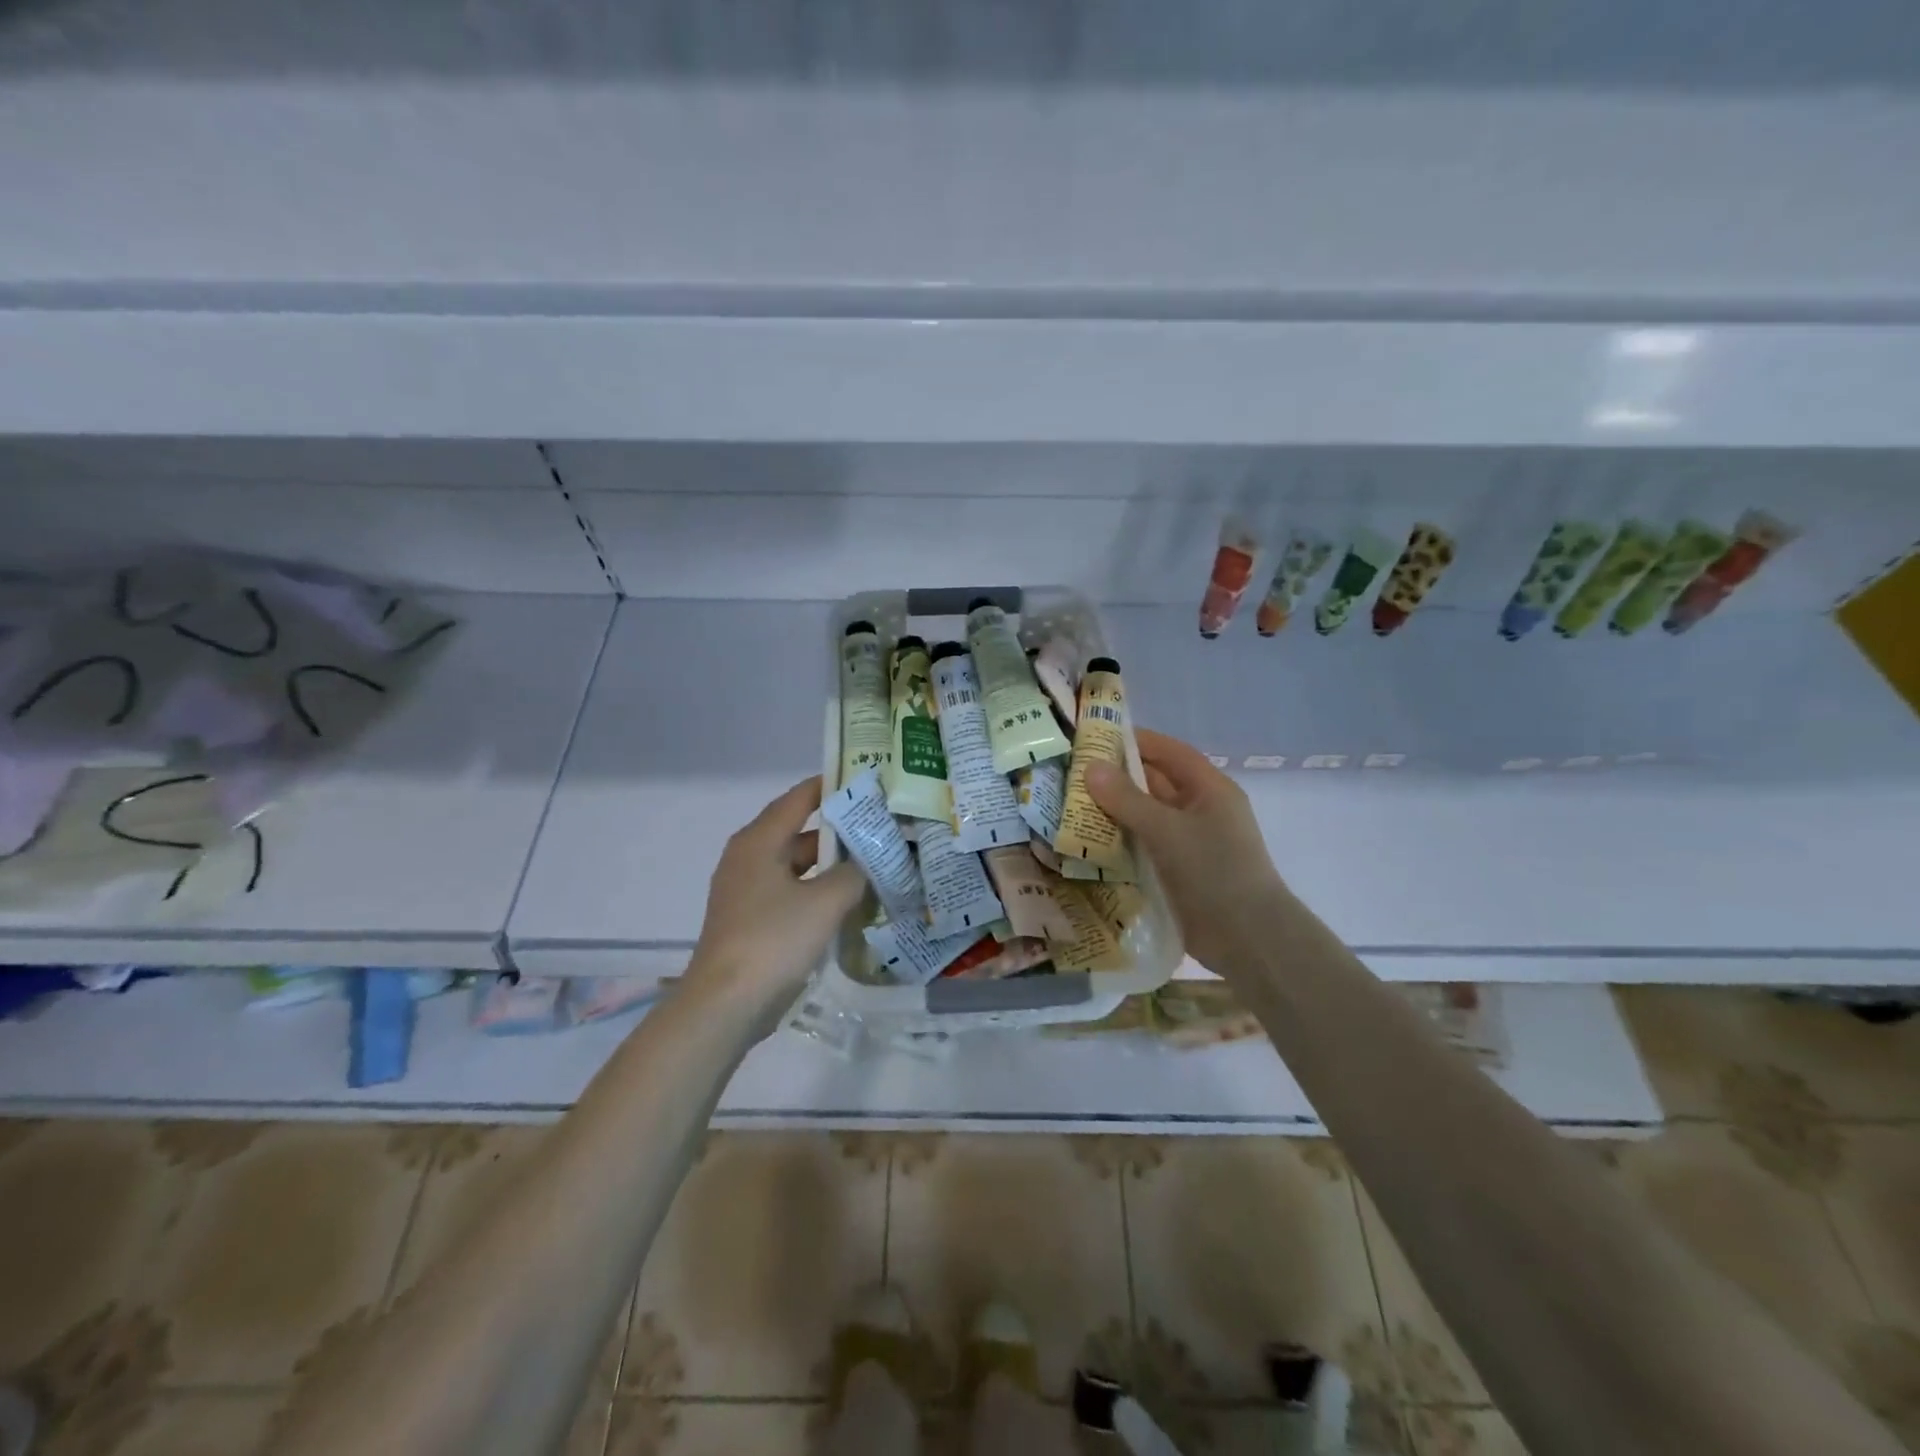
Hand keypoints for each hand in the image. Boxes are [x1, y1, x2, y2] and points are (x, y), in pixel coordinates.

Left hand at [685, 777, 865, 1016]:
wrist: (725, 1004)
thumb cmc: (773, 940)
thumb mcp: (825, 901)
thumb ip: (853, 875)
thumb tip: (864, 867)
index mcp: (759, 841)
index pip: (799, 798)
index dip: (831, 786)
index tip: (865, 780)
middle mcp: (749, 857)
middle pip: (799, 832)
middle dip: (839, 831)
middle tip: (880, 826)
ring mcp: (747, 890)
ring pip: (797, 865)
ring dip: (831, 865)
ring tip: (873, 864)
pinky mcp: (751, 919)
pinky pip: (791, 891)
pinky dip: (817, 890)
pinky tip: (848, 902)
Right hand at [1085, 730, 1285, 973]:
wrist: (1248, 939)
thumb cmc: (1214, 871)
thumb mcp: (1167, 830)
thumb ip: (1127, 799)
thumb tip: (1091, 767)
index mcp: (1210, 789)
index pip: (1169, 752)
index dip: (1136, 741)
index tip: (1095, 737)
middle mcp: (1201, 810)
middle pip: (1155, 784)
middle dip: (1117, 779)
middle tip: (1072, 774)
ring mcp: (1190, 842)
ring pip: (1146, 817)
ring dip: (1114, 813)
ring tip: (1069, 807)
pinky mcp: (1179, 871)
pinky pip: (1144, 846)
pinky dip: (1120, 842)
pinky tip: (1087, 845)